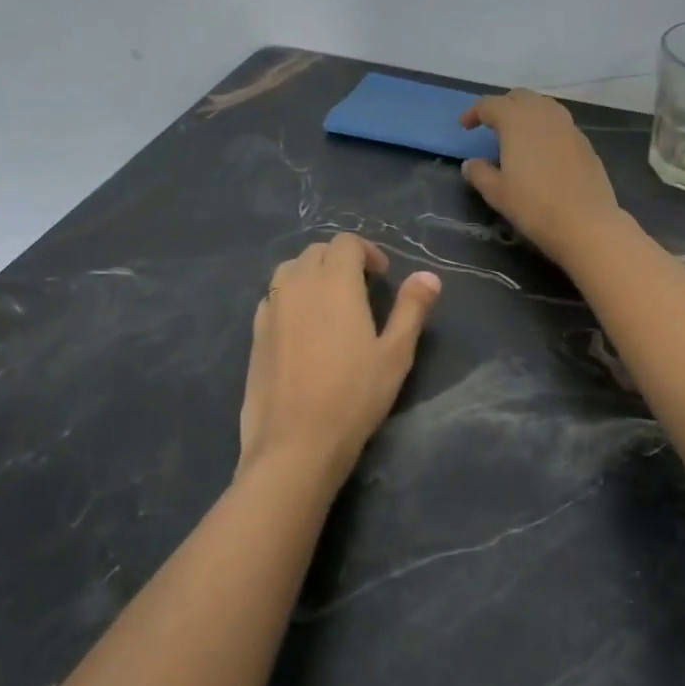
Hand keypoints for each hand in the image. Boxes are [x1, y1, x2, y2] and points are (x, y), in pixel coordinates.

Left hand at [238, 235, 441, 494]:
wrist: (295, 443)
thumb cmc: (354, 396)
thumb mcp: (396, 353)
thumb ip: (411, 309)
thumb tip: (429, 276)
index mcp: (334, 282)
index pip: (346, 242)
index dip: (367, 251)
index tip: (382, 276)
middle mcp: (298, 285)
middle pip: (316, 251)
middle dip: (340, 259)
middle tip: (362, 288)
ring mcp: (271, 308)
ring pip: (289, 270)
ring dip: (312, 274)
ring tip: (330, 302)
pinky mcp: (255, 333)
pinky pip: (273, 297)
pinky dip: (291, 296)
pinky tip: (303, 327)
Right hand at [460, 91, 624, 264]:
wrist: (586, 223)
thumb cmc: (534, 206)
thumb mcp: (497, 193)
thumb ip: (479, 173)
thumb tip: (470, 163)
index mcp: (516, 121)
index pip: (490, 105)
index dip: (474, 112)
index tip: (464, 127)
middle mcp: (543, 114)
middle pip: (519, 97)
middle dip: (502, 106)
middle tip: (490, 125)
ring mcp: (568, 126)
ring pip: (543, 106)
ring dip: (526, 113)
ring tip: (517, 134)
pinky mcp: (584, 142)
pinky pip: (559, 123)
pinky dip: (545, 128)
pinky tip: (542, 150)